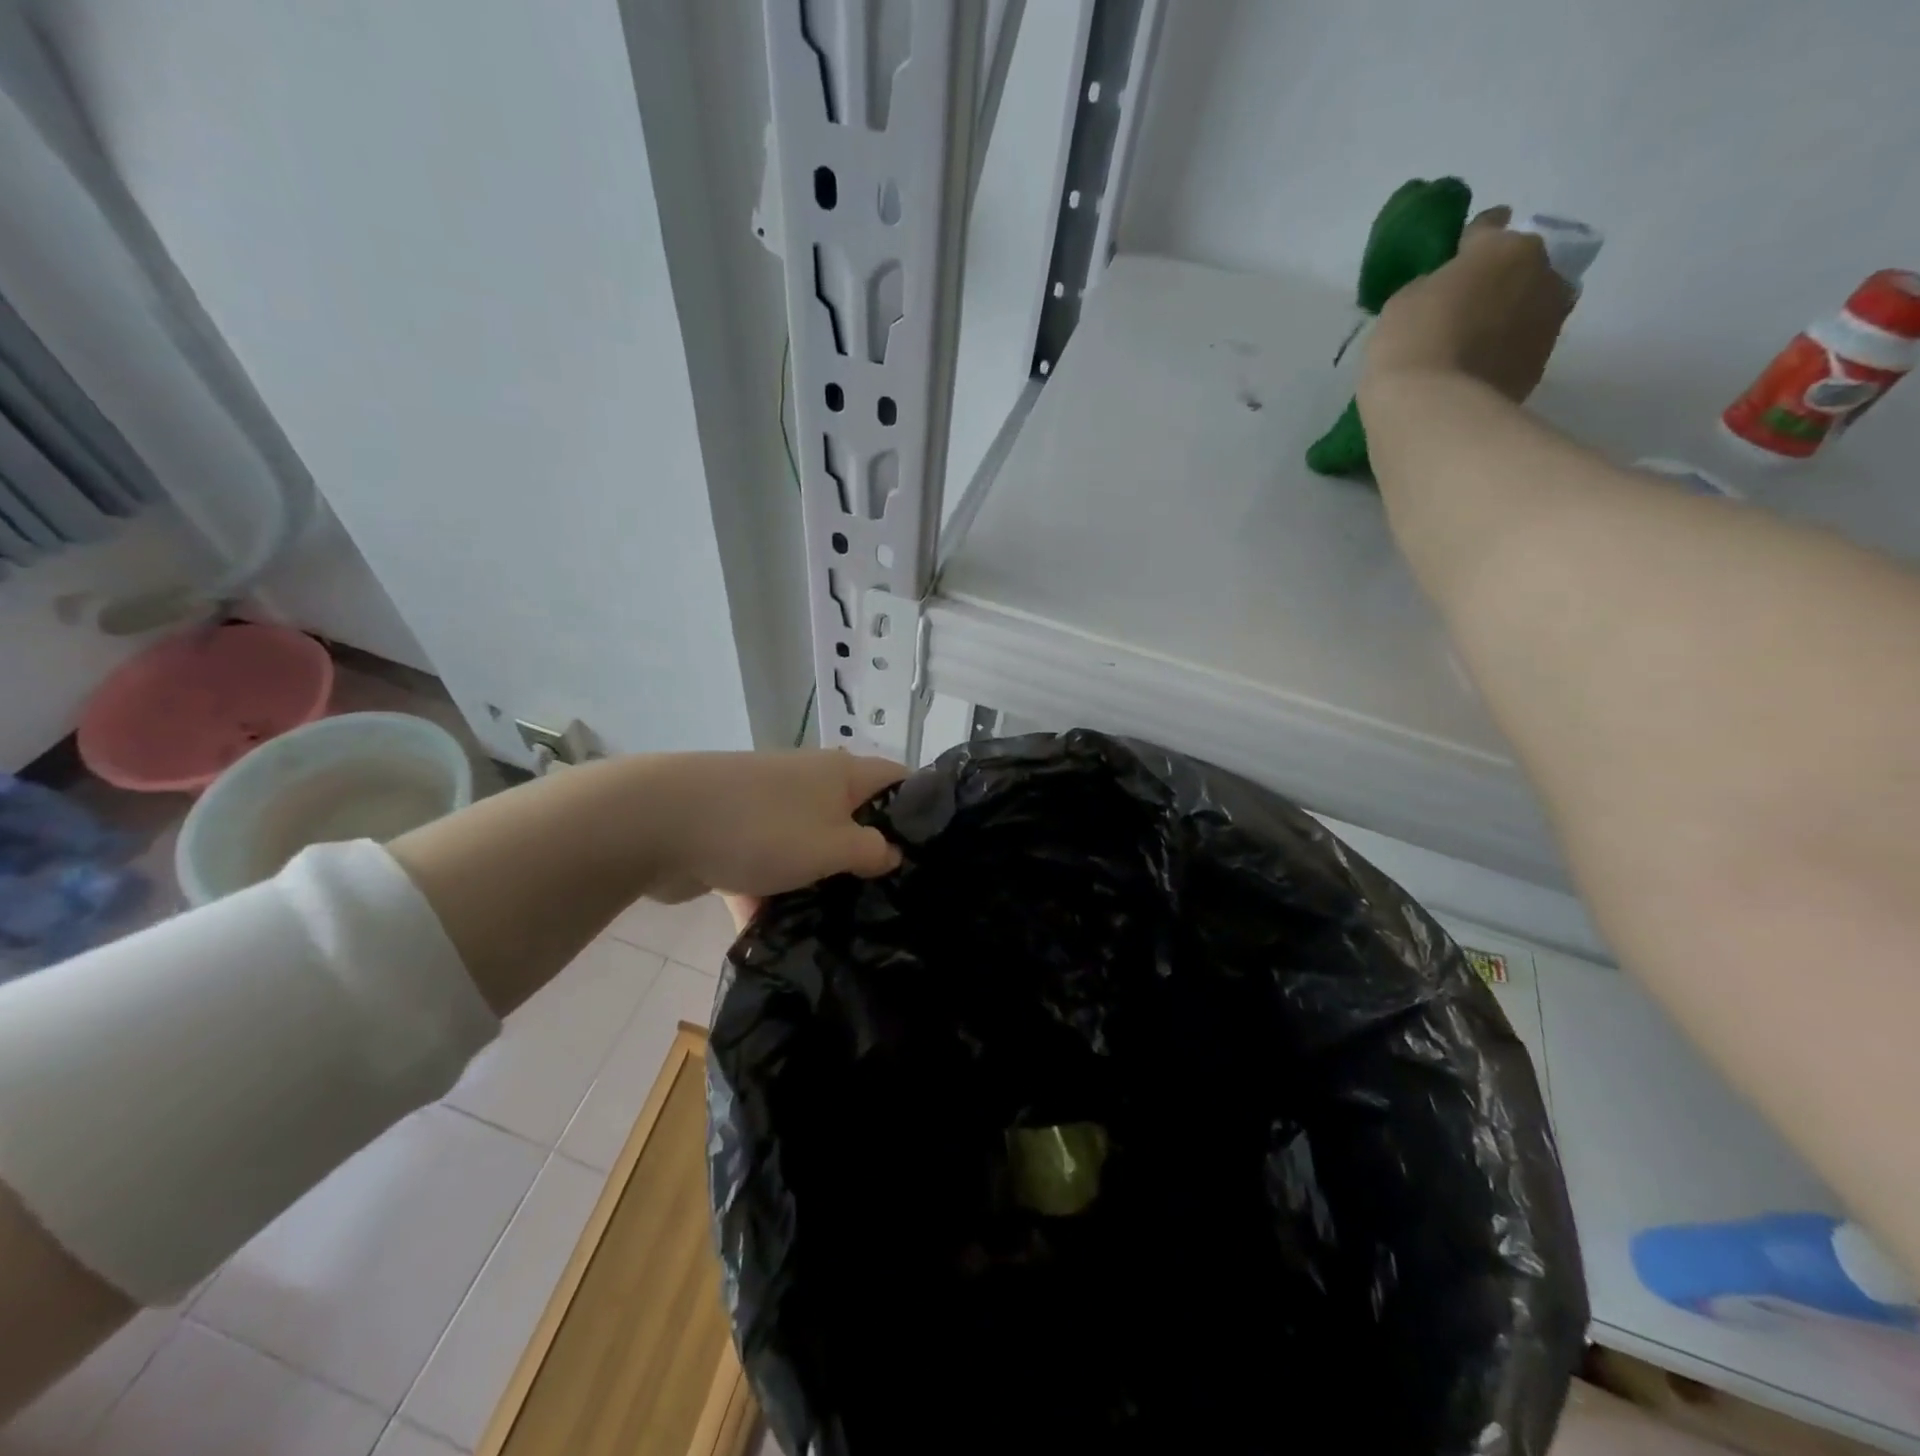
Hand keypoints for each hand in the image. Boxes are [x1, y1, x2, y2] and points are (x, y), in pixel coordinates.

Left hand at [644, 751, 907, 918]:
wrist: (658, 822)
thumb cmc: (764, 828)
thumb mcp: (834, 846)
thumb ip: (872, 851)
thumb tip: (892, 852)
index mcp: (840, 775)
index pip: (897, 780)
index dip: (920, 810)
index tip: (934, 855)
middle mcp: (808, 784)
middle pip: (853, 818)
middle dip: (869, 858)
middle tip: (890, 901)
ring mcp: (768, 809)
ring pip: (808, 848)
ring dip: (818, 884)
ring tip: (841, 929)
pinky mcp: (734, 836)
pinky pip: (765, 868)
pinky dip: (770, 896)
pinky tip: (779, 940)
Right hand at [1360, 207, 1574, 404]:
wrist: (1433, 409)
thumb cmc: (1411, 343)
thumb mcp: (1405, 300)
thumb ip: (1434, 284)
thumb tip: (1448, 290)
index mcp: (1506, 247)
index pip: (1490, 227)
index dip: (1469, 242)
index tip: (1455, 256)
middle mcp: (1542, 273)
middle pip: (1521, 266)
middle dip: (1499, 279)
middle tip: (1465, 305)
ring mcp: (1548, 321)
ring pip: (1529, 306)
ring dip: (1507, 316)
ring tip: (1472, 342)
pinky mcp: (1541, 364)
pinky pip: (1521, 346)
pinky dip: (1504, 351)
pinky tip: (1476, 368)